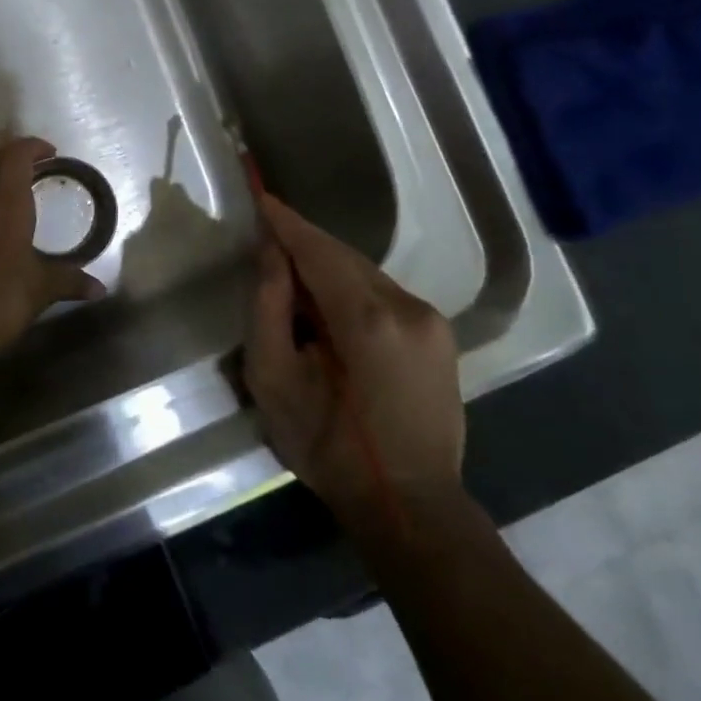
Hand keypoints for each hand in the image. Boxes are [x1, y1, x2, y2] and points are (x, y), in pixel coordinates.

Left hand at [0, 136, 105, 358]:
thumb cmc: (3, 298)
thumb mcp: (43, 288)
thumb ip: (72, 281)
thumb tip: (100, 289)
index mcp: (7, 203)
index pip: (16, 155)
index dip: (32, 146)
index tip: (50, 153)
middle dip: (12, 151)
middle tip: (34, 161)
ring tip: (7, 177)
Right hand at [245, 194, 464, 524]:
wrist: (409, 505)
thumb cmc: (327, 447)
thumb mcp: (274, 380)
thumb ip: (268, 307)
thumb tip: (270, 252)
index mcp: (367, 319)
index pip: (318, 250)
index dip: (286, 222)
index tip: (261, 195)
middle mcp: (408, 307)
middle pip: (344, 256)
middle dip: (304, 245)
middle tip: (267, 244)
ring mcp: (431, 320)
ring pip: (365, 273)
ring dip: (327, 269)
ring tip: (294, 285)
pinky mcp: (440, 335)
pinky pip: (383, 293)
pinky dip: (350, 289)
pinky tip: (330, 314)